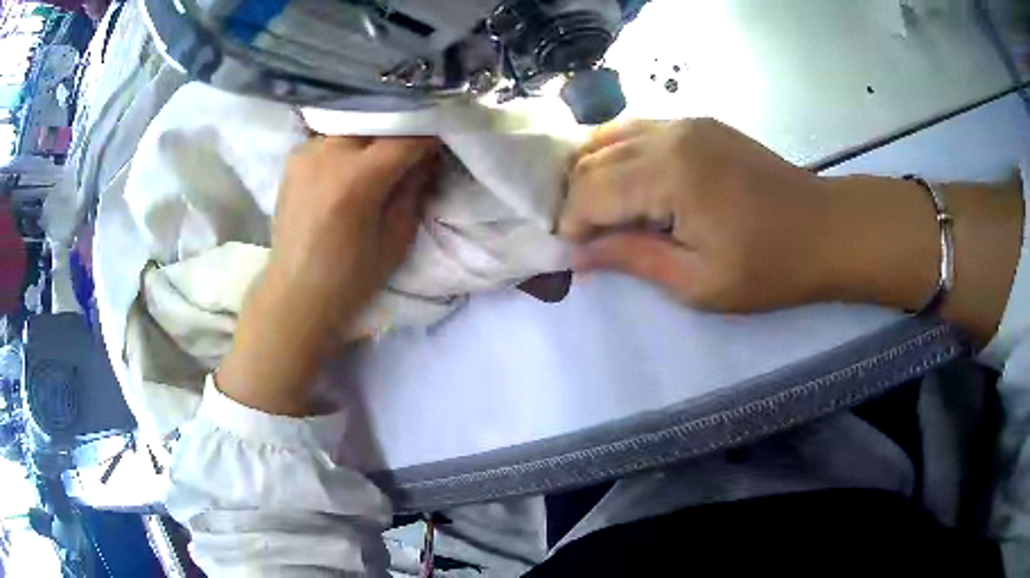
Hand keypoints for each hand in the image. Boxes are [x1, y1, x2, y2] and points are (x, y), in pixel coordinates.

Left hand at [218, 136, 439, 415]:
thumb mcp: (397, 239)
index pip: (405, 138)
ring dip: (374, 133)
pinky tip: (354, 158)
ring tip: (384, 150)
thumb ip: (414, 190)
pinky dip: (349, 141)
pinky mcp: (293, 157)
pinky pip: (331, 136)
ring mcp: (306, 152)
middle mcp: (327, 154)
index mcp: (355, 180)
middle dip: (401, 129)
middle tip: (415, 146)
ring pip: (353, 124)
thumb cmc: (350, 278)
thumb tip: (426, 157)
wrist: (295, 293)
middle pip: (377, 121)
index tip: (442, 143)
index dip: (429, 137)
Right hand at [560, 119, 839, 310]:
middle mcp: (670, 135)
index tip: (576, 256)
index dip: (573, 225)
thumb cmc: (768, 266)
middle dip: (578, 201)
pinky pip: (640, 129)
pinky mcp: (699, 124)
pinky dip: (620, 153)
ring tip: (603, 212)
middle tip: (588, 239)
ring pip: (611, 137)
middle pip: (594, 160)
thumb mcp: (698, 282)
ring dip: (595, 174)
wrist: (825, 229)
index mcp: (670, 174)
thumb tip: (577, 255)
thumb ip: (633, 259)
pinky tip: (628, 181)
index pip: (590, 191)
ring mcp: (686, 123)